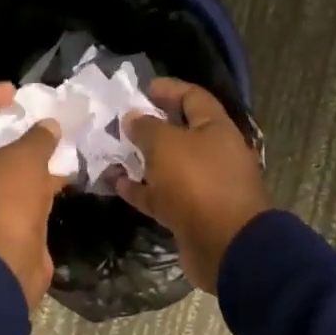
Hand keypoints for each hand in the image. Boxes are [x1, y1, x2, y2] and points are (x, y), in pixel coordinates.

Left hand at [0, 83, 65, 308]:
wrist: (3, 267)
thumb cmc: (4, 201)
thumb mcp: (24, 160)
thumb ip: (38, 137)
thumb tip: (49, 126)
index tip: (14, 92)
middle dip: (11, 128)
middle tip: (35, 117)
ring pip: (4, 170)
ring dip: (29, 156)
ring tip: (57, 143)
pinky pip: (17, 194)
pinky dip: (37, 183)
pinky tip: (63, 177)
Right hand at [118, 78, 269, 292]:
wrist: (225, 246)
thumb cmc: (198, 183)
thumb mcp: (167, 144)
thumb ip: (147, 127)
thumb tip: (133, 117)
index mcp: (216, 129)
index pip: (193, 98)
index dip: (169, 89)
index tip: (142, 89)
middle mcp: (213, 154)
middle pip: (180, 133)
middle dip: (150, 126)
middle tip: (119, 122)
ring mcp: (203, 186)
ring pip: (168, 166)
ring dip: (141, 160)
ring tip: (111, 152)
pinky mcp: (190, 215)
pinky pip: (161, 196)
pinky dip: (140, 189)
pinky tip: (115, 183)